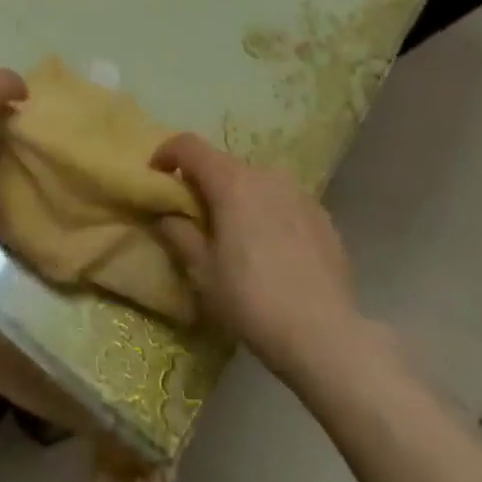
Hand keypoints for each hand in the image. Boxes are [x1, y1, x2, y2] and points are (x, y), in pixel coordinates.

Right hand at [153, 134, 359, 379]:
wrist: (325, 335)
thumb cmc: (252, 300)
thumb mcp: (203, 272)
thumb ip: (180, 234)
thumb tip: (167, 216)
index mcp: (232, 182)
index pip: (189, 146)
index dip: (166, 154)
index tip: (156, 176)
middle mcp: (267, 175)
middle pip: (224, 164)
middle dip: (203, 183)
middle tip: (194, 217)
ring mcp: (300, 193)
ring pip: (256, 183)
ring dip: (238, 198)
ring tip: (235, 235)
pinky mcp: (323, 216)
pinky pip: (283, 203)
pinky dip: (267, 214)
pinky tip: (270, 251)